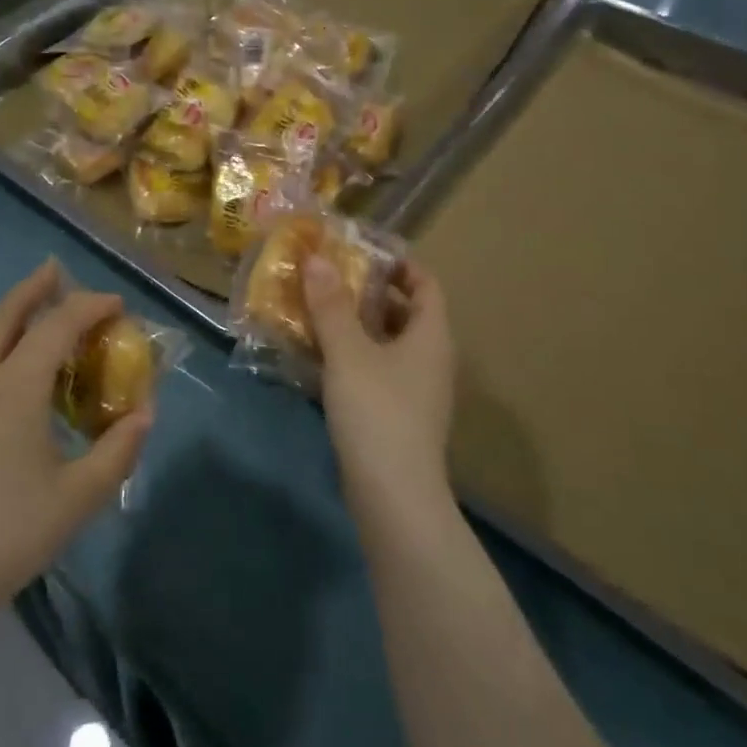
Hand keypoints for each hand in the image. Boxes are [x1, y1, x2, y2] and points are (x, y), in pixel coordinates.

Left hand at [0, 261, 151, 628]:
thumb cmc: (6, 536)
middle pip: (5, 315)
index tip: (117, 305)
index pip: (57, 326)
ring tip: (31, 313)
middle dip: (34, 288)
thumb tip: (145, 414)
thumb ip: (118, 451)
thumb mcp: (77, 499)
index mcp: (14, 388)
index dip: (90, 307)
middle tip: (55, 270)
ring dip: (8, 314)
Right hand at [304, 256, 454, 519]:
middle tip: (329, 277)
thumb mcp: (349, 352)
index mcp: (431, 335)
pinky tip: (318, 356)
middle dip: (368, 292)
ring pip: (386, 343)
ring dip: (355, 325)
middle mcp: (430, 358)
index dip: (399, 264)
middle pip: (404, 312)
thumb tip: (317, 258)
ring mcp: (415, 390)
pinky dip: (352, 356)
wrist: (393, 495)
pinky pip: (376, 370)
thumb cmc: (377, 411)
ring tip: (316, 310)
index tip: (362, 251)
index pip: (426, 284)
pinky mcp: (397, 415)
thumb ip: (331, 305)